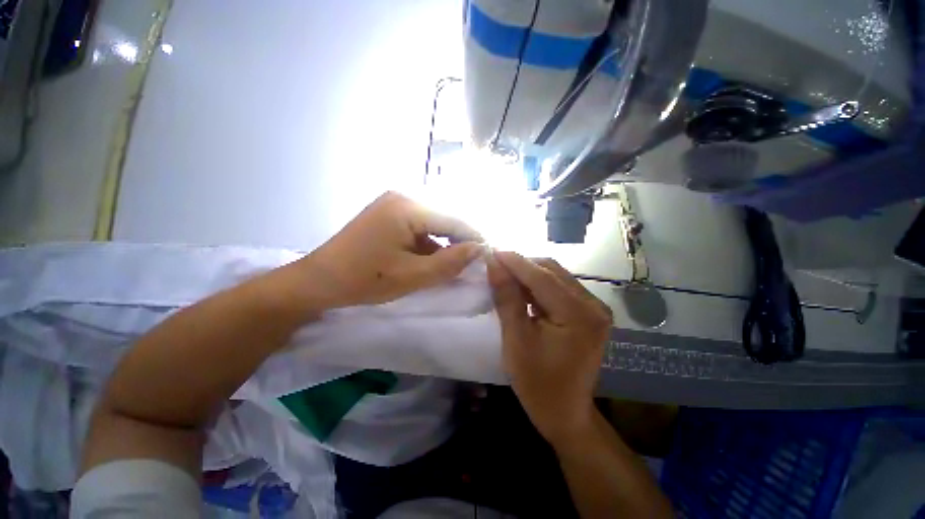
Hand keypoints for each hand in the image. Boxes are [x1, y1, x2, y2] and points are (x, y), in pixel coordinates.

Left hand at [290, 192, 482, 309]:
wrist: (318, 281)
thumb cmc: (365, 279)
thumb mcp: (413, 276)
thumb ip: (450, 262)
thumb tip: (479, 249)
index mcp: (408, 207)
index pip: (453, 220)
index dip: (474, 237)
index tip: (489, 254)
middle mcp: (402, 198)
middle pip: (443, 220)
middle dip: (459, 242)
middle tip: (473, 262)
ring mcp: (393, 204)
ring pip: (432, 225)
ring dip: (443, 245)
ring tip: (454, 264)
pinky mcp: (387, 215)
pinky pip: (418, 228)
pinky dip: (428, 244)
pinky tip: (431, 260)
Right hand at [487, 251, 612, 444]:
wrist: (566, 413)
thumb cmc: (537, 383)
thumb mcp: (516, 339)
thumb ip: (507, 298)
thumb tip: (494, 265)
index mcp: (579, 315)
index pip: (542, 276)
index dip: (514, 261)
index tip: (491, 251)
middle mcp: (593, 306)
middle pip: (552, 271)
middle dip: (522, 266)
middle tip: (496, 267)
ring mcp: (594, 308)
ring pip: (556, 277)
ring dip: (529, 274)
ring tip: (505, 277)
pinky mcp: (589, 313)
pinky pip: (560, 288)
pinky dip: (539, 286)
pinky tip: (522, 290)